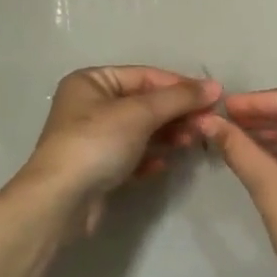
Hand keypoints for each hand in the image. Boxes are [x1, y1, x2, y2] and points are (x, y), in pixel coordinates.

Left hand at [17, 66, 217, 236]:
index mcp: (92, 81)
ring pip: (141, 130)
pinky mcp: (98, 167)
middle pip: (144, 103)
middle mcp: (90, 105)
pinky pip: (132, 155)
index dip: (180, 85)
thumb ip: (179, 98)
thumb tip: (215, 86)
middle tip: (205, 125)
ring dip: (167, 134)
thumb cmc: (97, 143)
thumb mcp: (140, 113)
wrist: (61, 201)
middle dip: (175, 113)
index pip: (145, 75)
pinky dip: (150, 157)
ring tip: (189, 143)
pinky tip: (163, 164)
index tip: (213, 98)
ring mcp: (93, 138)